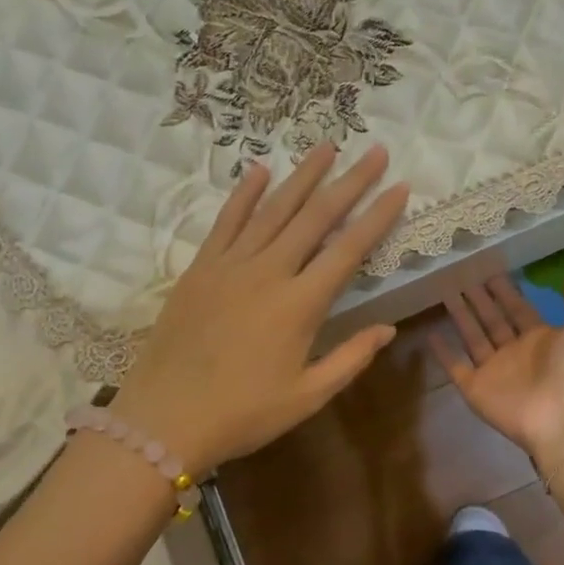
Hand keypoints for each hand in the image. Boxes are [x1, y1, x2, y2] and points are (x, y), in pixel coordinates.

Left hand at [111, 144, 408, 474]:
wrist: (164, 418)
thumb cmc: (242, 413)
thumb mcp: (307, 396)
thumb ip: (351, 358)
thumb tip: (388, 328)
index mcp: (300, 305)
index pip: (348, 249)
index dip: (377, 216)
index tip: (400, 187)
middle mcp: (268, 272)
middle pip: (315, 216)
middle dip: (349, 181)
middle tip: (374, 151)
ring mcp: (230, 265)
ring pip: (273, 209)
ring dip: (302, 176)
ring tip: (326, 146)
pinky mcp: (200, 267)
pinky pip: (226, 221)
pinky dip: (244, 193)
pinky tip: (260, 170)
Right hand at [430, 274, 563, 467]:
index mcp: (542, 339)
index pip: (518, 309)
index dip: (505, 291)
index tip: (489, 269)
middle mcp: (516, 353)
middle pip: (493, 320)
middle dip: (479, 299)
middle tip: (461, 275)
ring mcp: (494, 371)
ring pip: (472, 338)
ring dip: (460, 317)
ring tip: (444, 292)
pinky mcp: (475, 388)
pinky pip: (455, 367)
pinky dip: (443, 353)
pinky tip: (430, 333)